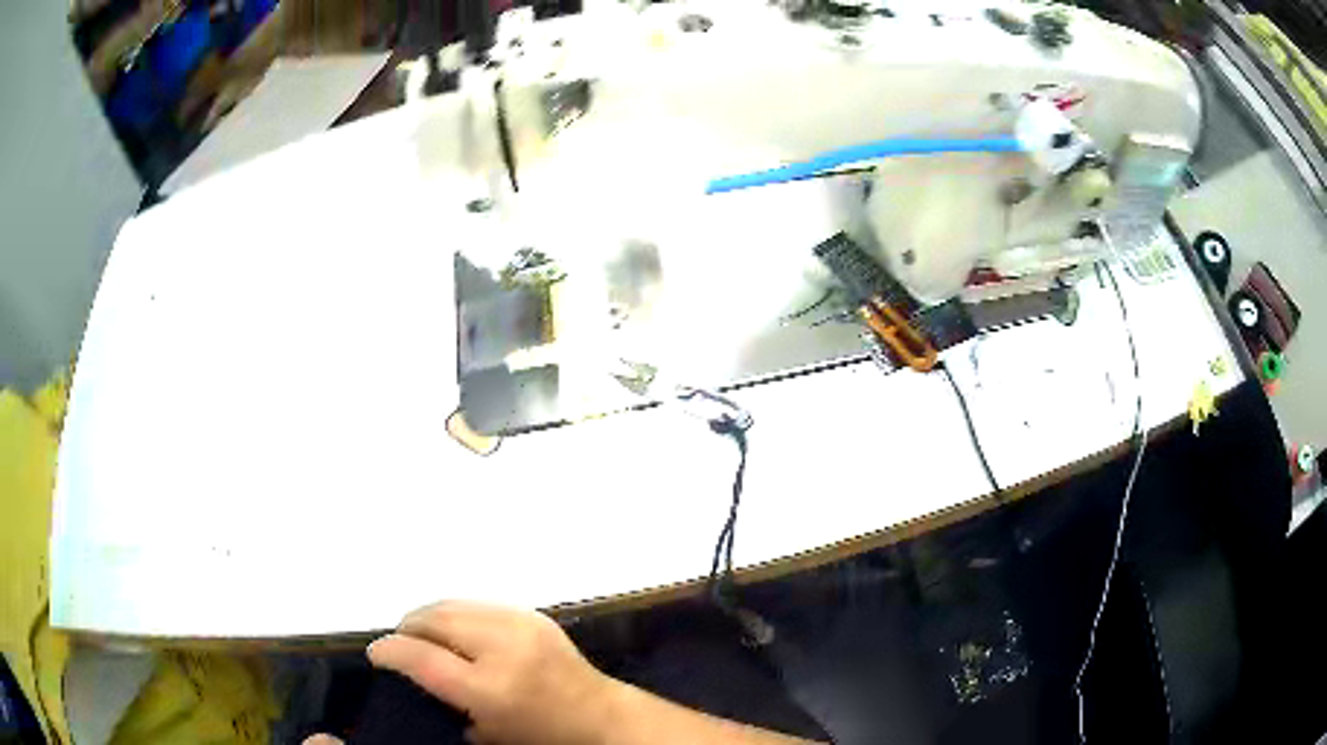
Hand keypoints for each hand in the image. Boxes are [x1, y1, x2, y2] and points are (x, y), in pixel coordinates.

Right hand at [369, 601, 618, 744]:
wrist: (601, 716)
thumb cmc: (543, 736)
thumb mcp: (487, 732)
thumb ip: (446, 702)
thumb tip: (418, 673)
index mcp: (490, 688)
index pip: (422, 657)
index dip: (390, 650)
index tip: (375, 652)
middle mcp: (503, 648)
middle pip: (434, 620)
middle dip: (408, 627)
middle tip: (398, 642)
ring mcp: (521, 624)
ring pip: (453, 604)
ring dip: (429, 616)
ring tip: (420, 633)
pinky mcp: (533, 614)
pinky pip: (478, 603)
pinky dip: (456, 612)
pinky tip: (453, 629)